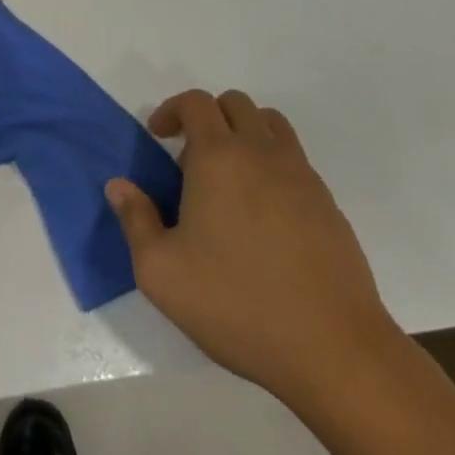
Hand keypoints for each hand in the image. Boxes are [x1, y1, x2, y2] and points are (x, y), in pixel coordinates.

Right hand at [106, 90, 396, 404]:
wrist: (335, 351)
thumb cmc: (237, 305)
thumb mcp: (161, 272)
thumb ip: (135, 220)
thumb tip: (118, 185)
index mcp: (218, 158)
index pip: (196, 102)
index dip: (171, 110)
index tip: (158, 137)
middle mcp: (262, 154)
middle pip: (235, 104)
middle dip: (207, 117)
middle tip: (190, 159)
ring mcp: (302, 177)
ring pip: (271, 125)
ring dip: (244, 134)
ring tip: (228, 178)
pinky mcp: (329, 205)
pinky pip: (295, 160)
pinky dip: (272, 165)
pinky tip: (262, 215)